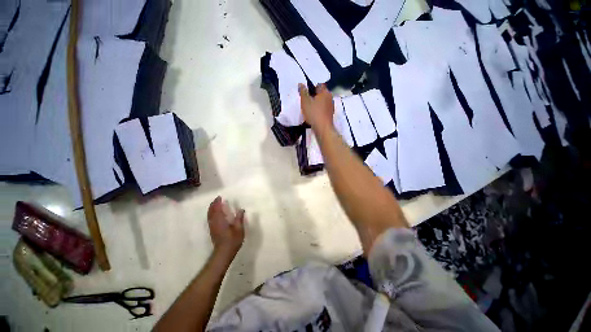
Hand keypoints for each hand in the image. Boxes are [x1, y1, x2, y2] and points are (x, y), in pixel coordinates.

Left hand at [207, 196, 244, 258]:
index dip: (217, 202)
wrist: (223, 253)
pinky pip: (210, 219)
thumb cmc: (232, 240)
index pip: (217, 209)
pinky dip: (211, 214)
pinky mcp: (212, 230)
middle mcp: (214, 222)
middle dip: (213, 204)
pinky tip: (215, 214)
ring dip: (211, 209)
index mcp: (220, 220)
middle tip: (217, 199)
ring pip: (209, 215)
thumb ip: (239, 218)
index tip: (219, 197)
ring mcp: (212, 227)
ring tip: (216, 205)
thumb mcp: (239, 229)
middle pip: (211, 211)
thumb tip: (241, 209)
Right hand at [299, 83, 334, 133]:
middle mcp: (330, 98)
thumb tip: (301, 84)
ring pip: (322, 102)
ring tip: (309, 109)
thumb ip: (303, 92)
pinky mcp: (330, 114)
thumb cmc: (314, 114)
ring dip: (316, 104)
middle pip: (321, 94)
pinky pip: (323, 109)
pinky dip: (319, 110)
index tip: (305, 93)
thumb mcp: (305, 102)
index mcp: (325, 92)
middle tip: (306, 101)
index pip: (318, 85)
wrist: (323, 129)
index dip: (311, 87)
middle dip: (313, 96)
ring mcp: (331, 107)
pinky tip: (314, 115)